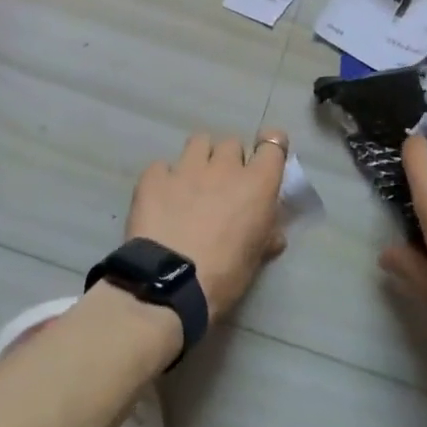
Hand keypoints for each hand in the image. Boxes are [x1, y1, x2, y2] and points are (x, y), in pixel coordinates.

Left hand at [126, 129, 288, 318]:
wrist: (169, 284)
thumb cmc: (224, 275)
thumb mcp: (255, 259)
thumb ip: (266, 237)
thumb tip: (273, 235)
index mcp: (257, 184)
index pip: (273, 143)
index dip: (270, 146)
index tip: (263, 159)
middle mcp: (224, 166)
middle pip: (232, 143)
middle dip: (230, 159)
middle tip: (224, 185)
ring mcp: (186, 168)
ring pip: (199, 142)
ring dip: (200, 158)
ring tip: (192, 183)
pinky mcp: (153, 177)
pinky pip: (162, 166)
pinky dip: (164, 178)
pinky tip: (161, 200)